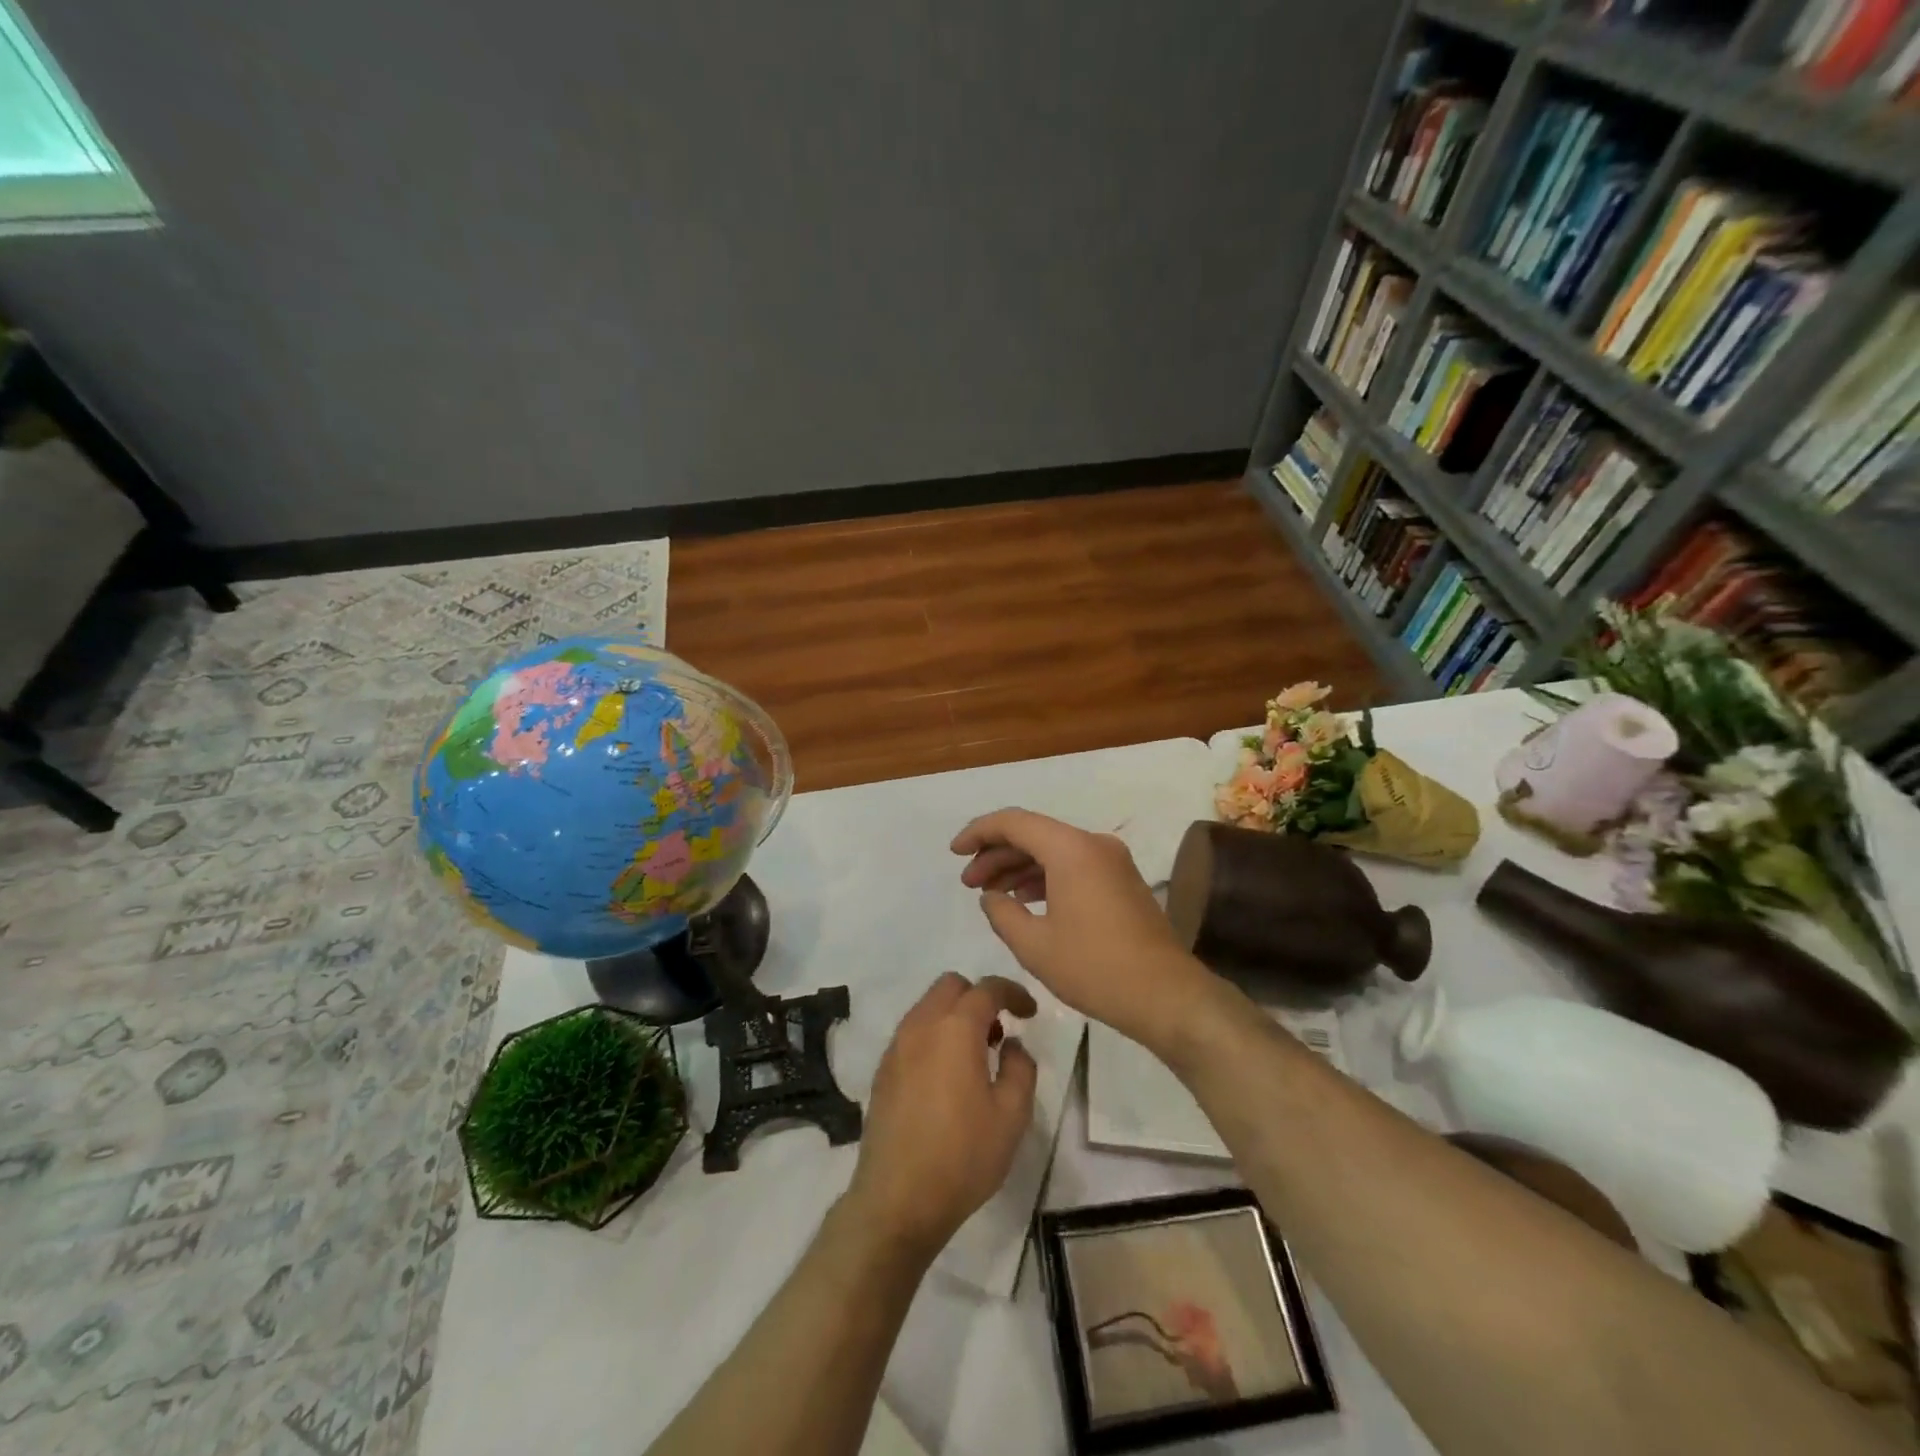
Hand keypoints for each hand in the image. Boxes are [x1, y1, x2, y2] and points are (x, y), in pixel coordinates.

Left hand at [844, 972, 1038, 1261]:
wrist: (898, 1199)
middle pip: (951, 986)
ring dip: (954, 1016)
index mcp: (955, 1028)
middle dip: (979, 997)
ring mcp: (896, 1046)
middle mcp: (921, 1025)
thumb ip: (1020, 1068)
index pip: (987, 988)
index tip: (1029, 1012)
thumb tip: (1011, 1045)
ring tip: (975, 1056)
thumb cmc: (963, 1155)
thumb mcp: (1012, 1115)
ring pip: (928, 1007)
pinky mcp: (882, 1070)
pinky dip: (934, 1035)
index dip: (1013, 992)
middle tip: (999, 1032)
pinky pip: (913, 1032)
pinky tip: (946, 1076)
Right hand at [952, 808, 1213, 1050]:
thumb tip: (991, 896)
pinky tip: (1024, 900)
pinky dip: (1044, 877)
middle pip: (1034, 834)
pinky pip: (1073, 865)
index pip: (1014, 822)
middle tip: (968, 882)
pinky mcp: (1120, 881)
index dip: (978, 832)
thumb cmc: (1095, 968)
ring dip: (1019, 867)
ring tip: (990, 894)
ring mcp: (1111, 861)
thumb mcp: (1034, 945)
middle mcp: (1093, 844)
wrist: (1166, 995)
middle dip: (996, 854)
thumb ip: (1001, 913)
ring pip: (1053, 850)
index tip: (954, 853)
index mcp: (1071, 849)